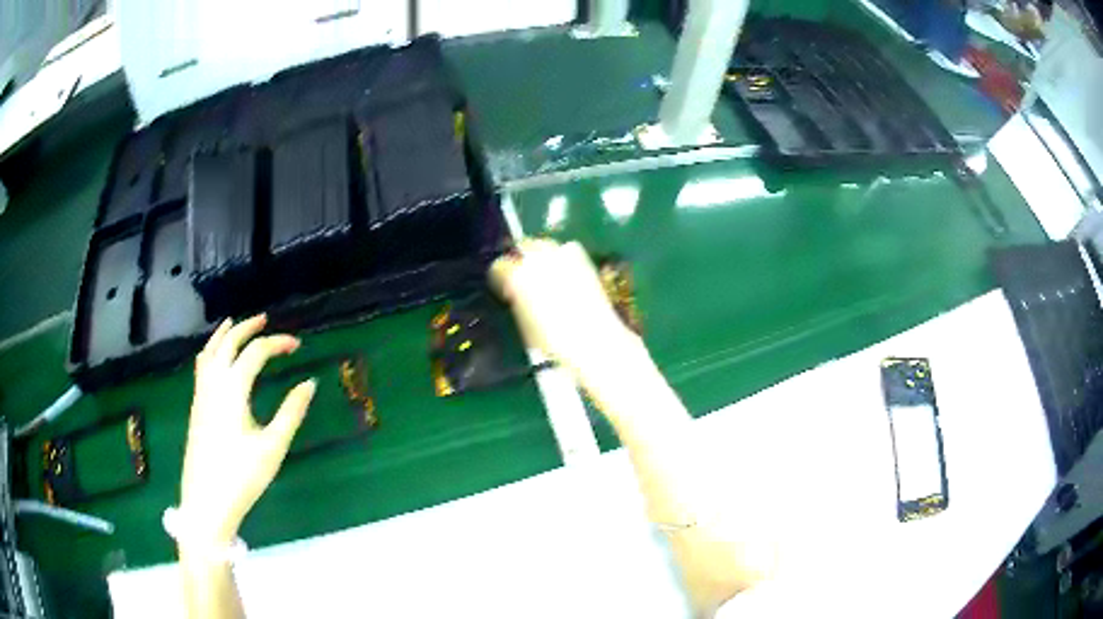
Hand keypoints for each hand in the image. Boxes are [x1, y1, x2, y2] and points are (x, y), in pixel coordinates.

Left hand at [180, 314, 315, 547]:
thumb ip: (291, 413)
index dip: (277, 343)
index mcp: (233, 389)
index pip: (256, 352)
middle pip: (228, 342)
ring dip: (224, 334)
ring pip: (209, 350)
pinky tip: (215, 358)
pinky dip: (211, 350)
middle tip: (265, 319)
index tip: (297, 345)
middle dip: (247, 327)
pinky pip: (202, 365)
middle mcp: (214, 383)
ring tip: (234, 323)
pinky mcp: (196, 406)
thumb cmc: (242, 476)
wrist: (207, 501)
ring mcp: (201, 394)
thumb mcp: (273, 447)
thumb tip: (309, 384)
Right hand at [490, 240, 642, 380]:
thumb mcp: (525, 325)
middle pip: (523, 248)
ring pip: (544, 245)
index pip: (499, 267)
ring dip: (542, 256)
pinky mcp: (583, 259)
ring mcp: (561, 256)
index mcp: (517, 278)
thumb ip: (517, 301)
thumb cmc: (554, 342)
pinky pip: (567, 250)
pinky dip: (563, 257)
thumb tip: (515, 293)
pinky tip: (566, 274)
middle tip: (524, 276)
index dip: (500, 278)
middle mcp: (537, 260)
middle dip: (521, 259)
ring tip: (545, 272)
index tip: (506, 288)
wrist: (595, 341)